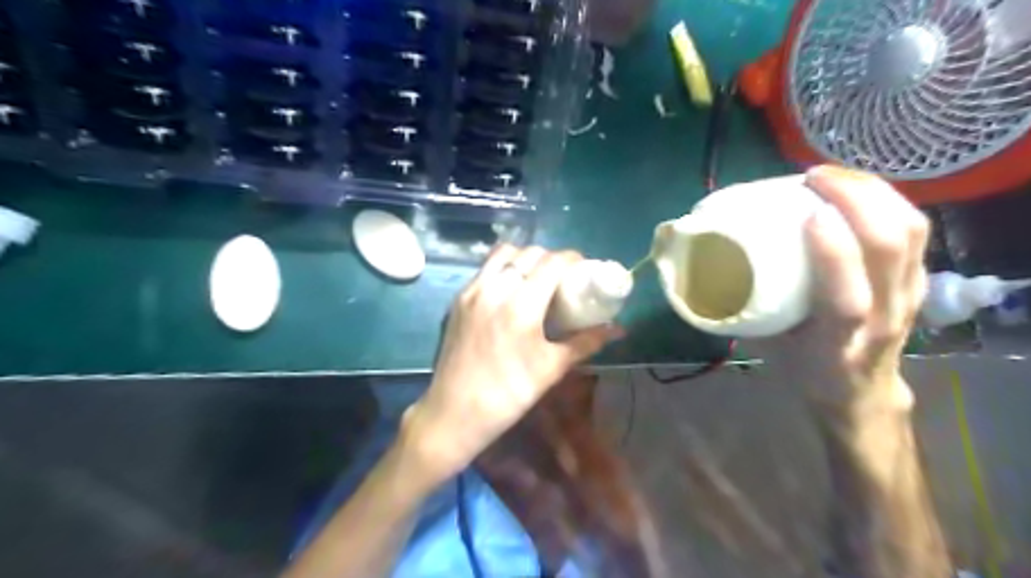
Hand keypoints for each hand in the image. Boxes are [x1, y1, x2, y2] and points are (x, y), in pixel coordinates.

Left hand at [400, 243, 617, 483]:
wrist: (455, 411)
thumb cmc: (509, 393)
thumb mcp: (552, 368)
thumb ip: (585, 342)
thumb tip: (617, 329)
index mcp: (521, 305)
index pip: (551, 262)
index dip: (572, 259)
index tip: (584, 268)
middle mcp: (494, 288)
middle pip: (529, 253)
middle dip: (551, 258)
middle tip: (563, 276)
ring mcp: (472, 291)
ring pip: (503, 254)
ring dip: (524, 258)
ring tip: (536, 277)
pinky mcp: (458, 299)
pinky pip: (485, 269)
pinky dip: (503, 268)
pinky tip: (511, 290)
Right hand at [760, 165, 930, 415]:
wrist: (859, 393)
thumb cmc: (804, 368)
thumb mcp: (769, 346)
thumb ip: (749, 307)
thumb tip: (713, 265)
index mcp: (838, 342)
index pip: (847, 298)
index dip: (834, 251)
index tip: (808, 211)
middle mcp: (883, 317)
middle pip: (889, 250)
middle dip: (856, 200)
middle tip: (814, 177)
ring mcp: (909, 296)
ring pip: (910, 232)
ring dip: (874, 192)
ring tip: (835, 176)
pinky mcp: (919, 280)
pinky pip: (915, 230)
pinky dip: (888, 200)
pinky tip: (857, 189)